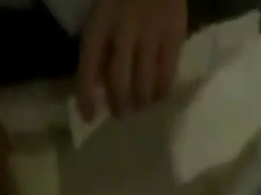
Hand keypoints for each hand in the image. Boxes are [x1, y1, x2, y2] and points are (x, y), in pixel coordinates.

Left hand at [78, 0, 186, 122]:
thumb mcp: (106, 4)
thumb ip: (102, 41)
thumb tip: (98, 83)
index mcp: (103, 15)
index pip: (89, 62)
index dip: (86, 94)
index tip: (89, 116)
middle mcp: (126, 26)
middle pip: (120, 84)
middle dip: (119, 106)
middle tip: (121, 111)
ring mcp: (152, 32)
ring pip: (144, 89)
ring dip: (140, 104)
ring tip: (140, 103)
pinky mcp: (174, 36)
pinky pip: (166, 80)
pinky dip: (160, 94)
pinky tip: (157, 92)